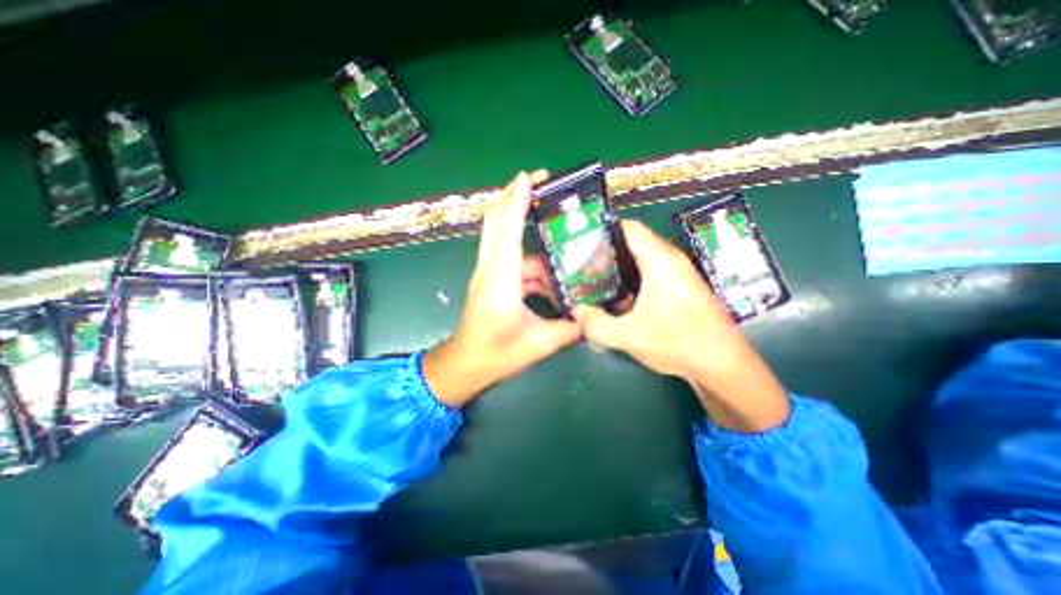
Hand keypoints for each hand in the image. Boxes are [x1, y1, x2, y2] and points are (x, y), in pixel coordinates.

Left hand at [421, 170, 579, 406]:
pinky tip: (552, 278)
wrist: (465, 365)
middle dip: (515, 196)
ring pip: (506, 240)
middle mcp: (490, 269)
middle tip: (542, 183)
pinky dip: (532, 262)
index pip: (507, 229)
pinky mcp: (491, 280)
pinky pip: (512, 260)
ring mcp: (488, 273)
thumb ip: (570, 328)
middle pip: (496, 221)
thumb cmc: (496, 354)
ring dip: (531, 238)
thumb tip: (591, 317)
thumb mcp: (539, 343)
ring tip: (561, 242)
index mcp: (500, 280)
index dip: (517, 200)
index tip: (530, 177)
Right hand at [572, 222, 786, 430]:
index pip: (628, 228)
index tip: (580, 245)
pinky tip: (615, 300)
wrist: (723, 365)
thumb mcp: (629, 336)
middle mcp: (670, 260)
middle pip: (631, 244)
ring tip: (592, 283)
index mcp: (659, 261)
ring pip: (639, 261)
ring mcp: (677, 274)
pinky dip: (629, 282)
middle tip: (581, 268)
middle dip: (604, 254)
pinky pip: (648, 275)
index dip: (602, 231)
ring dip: (616, 270)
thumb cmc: (679, 342)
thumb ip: (596, 324)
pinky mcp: (679, 289)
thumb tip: (575, 312)